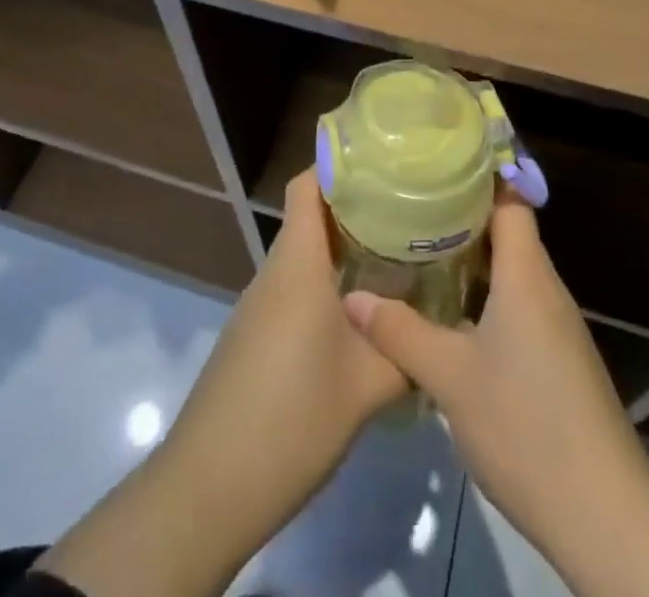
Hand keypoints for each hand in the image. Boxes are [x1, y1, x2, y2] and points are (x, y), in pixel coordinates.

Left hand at [40, 170, 406, 596]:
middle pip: (311, 217)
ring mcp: (260, 304)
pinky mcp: (254, 334)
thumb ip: (406, 351)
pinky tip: (359, 313)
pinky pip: (294, 289)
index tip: (385, 163)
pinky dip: (326, 284)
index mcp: (297, 263)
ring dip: (343, 251)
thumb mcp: (367, 386)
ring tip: (395, 256)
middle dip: (357, 209)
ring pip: (304, 256)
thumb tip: (438, 331)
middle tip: (408, 212)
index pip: (308, 185)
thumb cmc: (292, 417)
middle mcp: (275, 272)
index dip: (341, 166)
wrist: (211, 484)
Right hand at [344, 196, 648, 596]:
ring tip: (420, 254)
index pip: (509, 202)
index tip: (437, 164)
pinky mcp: (559, 362)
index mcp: (527, 276)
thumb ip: (400, 332)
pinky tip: (451, 317)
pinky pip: (519, 308)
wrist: (604, 516)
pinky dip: (486, 299)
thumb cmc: (526, 426)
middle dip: (461, 220)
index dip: (477, 178)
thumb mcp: (449, 378)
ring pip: (512, 275)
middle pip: (508, 234)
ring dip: (472, 264)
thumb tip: (352, 297)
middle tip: (411, 208)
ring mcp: (557, 329)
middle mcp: (547, 291)